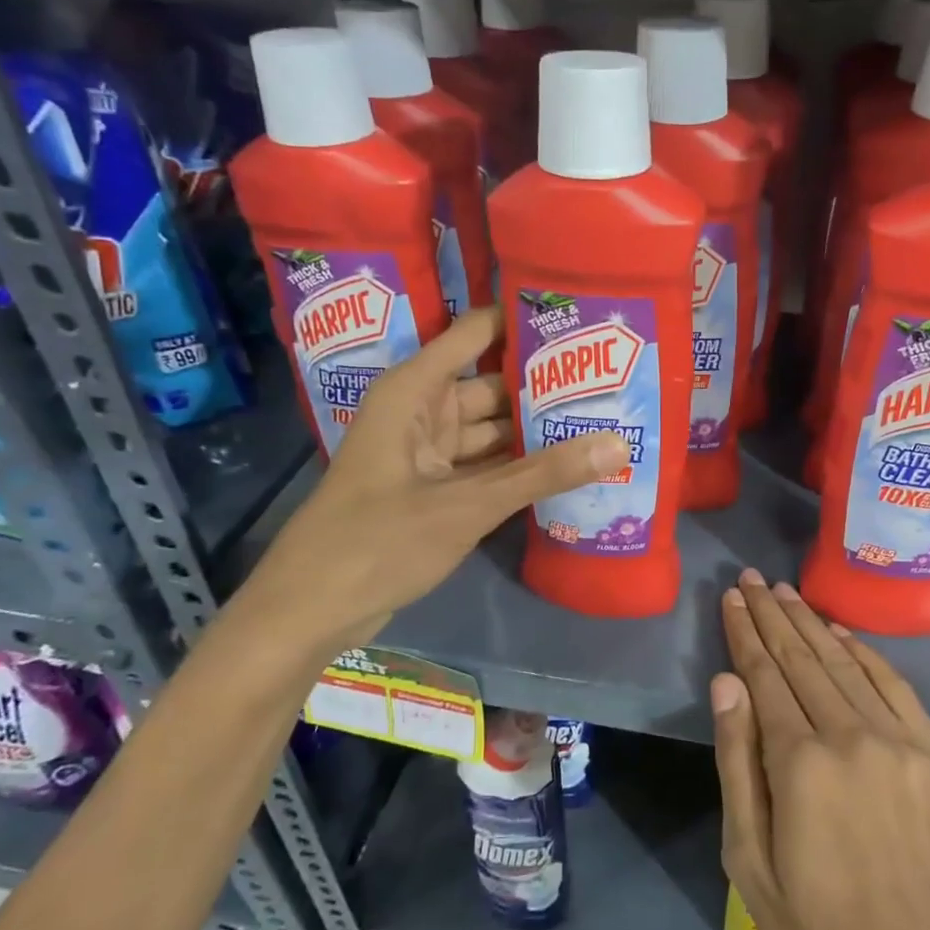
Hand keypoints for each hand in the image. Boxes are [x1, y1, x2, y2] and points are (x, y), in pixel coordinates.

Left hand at [247, 307, 627, 650]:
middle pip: (493, 385)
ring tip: (603, 420)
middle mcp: (422, 411)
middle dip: (546, 386)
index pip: (478, 333)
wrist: (311, 610)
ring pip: (493, 430)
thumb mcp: (466, 505)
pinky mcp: (435, 489)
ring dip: (537, 431)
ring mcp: (428, 453)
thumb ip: (542, 474)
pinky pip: (486, 465)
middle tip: (613, 381)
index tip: (583, 318)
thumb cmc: (377, 541)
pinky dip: (519, 468)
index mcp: (415, 390)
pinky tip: (568, 468)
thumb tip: (619, 444)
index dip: (525, 321)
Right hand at [713, 571, 929, 929]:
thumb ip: (737, 762)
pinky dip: (863, 652)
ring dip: (811, 622)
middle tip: (751, 579)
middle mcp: (852, 737)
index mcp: (800, 764)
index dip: (745, 634)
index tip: (731, 598)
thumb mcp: (749, 860)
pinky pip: (894, 685)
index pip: (764, 676)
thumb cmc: (817, 929)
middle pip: (802, 659)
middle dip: (772, 615)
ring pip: (844, 663)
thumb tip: (726, 682)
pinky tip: (839, 631)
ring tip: (784, 591)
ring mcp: (901, 742)